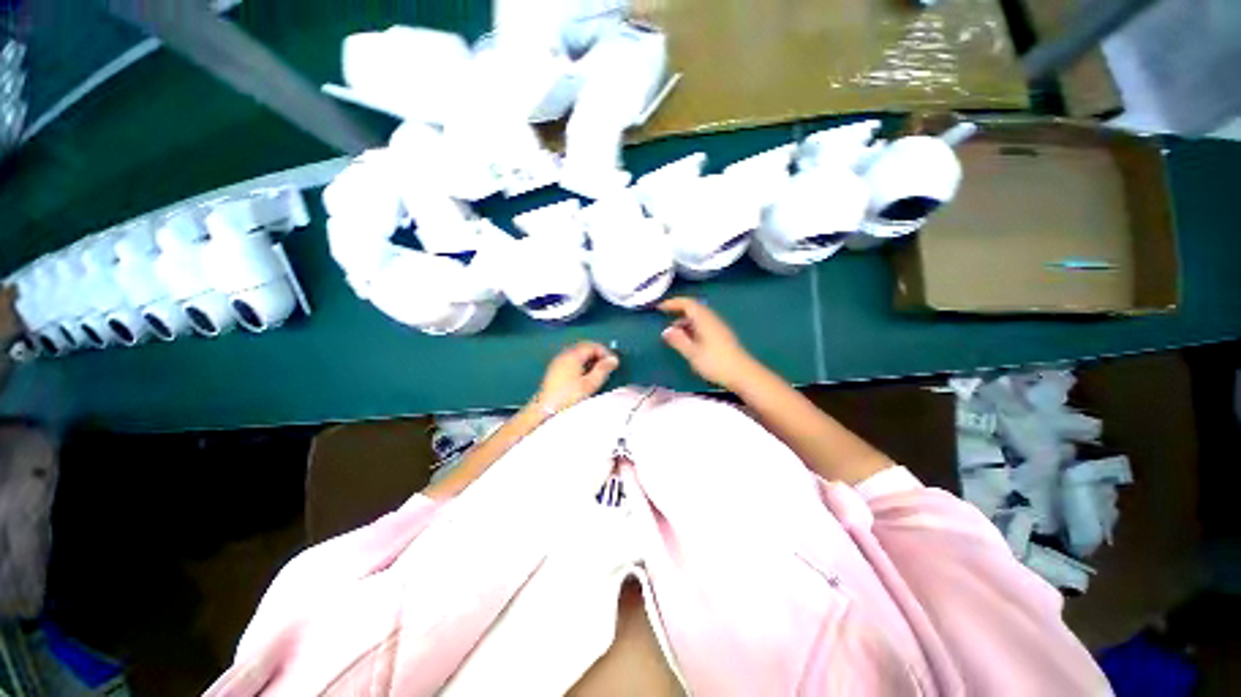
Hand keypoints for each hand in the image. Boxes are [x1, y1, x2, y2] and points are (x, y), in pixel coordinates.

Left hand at [532, 341, 619, 413]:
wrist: (547, 409)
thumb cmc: (569, 397)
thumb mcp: (590, 384)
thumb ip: (603, 369)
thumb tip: (613, 359)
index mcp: (573, 355)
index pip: (593, 345)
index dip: (605, 352)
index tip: (613, 362)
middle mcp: (564, 355)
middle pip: (585, 347)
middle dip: (598, 354)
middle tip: (607, 366)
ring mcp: (558, 361)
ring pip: (578, 353)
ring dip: (590, 359)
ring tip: (598, 372)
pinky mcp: (555, 369)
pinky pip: (571, 360)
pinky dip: (581, 363)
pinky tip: (585, 375)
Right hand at [658, 297, 760, 390]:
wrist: (743, 374)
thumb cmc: (715, 363)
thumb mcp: (692, 353)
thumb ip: (678, 340)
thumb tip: (666, 330)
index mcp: (704, 319)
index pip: (687, 303)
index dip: (673, 303)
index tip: (659, 308)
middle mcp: (712, 319)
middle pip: (694, 309)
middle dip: (678, 312)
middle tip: (664, 320)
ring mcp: (719, 327)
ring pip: (699, 318)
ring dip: (685, 322)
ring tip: (673, 334)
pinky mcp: (722, 336)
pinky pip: (704, 325)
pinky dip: (692, 328)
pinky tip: (688, 341)